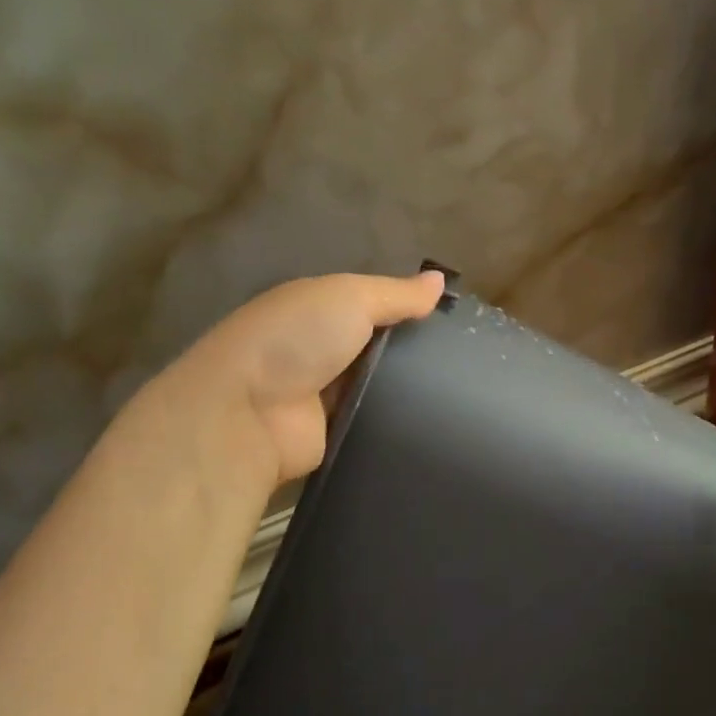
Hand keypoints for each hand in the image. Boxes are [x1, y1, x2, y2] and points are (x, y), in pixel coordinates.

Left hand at [150, 270, 444, 488]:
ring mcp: (325, 396)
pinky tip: (436, 421)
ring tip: (463, 393)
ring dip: (410, 390)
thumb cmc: (296, 339)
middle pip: (380, 350)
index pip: (374, 307)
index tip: (455, 321)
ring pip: (382, 389)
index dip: (410, 311)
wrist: (247, 414)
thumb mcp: (350, 297)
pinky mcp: (332, 435)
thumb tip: (440, 280)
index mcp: (318, 310)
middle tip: (468, 361)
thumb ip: (396, 293)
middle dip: (415, 353)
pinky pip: (375, 424)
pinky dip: (398, 422)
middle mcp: (320, 351)